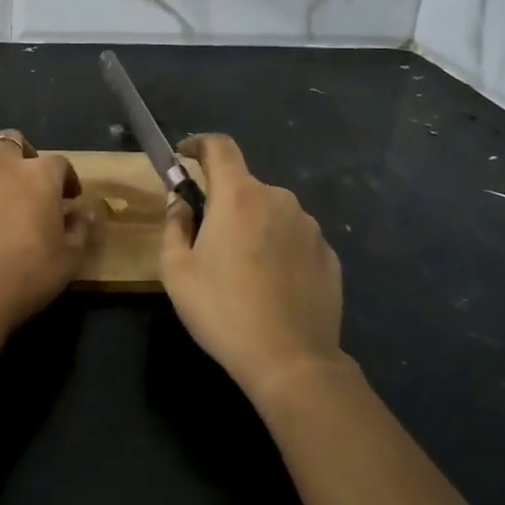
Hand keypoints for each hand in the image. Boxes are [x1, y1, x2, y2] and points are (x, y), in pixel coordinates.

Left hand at [0, 131, 93, 341]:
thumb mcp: (69, 259)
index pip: (60, 163)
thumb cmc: (27, 277)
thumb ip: (81, 230)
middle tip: (26, 180)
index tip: (68, 198)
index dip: (66, 178)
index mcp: (39, 177)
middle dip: (22, 153)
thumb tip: (87, 212)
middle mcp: (1, 164)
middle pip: (12, 139)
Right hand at [160, 134, 349, 404]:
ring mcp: (309, 227)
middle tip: (207, 239)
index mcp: (237, 196)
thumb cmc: (222, 310)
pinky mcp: (329, 254)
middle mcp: (278, 199)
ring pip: (271, 212)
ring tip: (242, 269)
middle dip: (223, 201)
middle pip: (244, 185)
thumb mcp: (176, 270)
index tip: (184, 156)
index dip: (198, 144)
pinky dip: (278, 248)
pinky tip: (270, 284)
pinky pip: (294, 238)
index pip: (219, 146)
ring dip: (252, 226)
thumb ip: (175, 225)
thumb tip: (181, 203)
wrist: (291, 360)